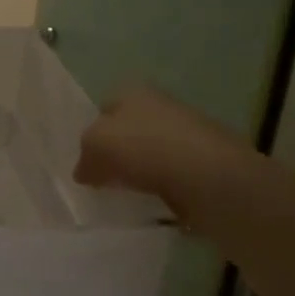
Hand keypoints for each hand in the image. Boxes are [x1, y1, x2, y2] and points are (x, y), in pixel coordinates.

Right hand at [75, 86, 245, 221]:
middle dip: (119, 151)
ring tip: (129, 194)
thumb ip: (84, 157)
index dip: (93, 129)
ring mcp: (189, 134)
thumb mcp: (94, 146)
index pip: (105, 106)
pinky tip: (156, 203)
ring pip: (153, 153)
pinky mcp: (209, 163)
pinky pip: (175, 176)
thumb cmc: (144, 149)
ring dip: (142, 171)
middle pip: (130, 129)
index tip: (87, 157)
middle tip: (104, 177)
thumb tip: (85, 172)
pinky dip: (165, 188)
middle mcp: (162, 105)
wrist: (210, 177)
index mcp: (133, 92)